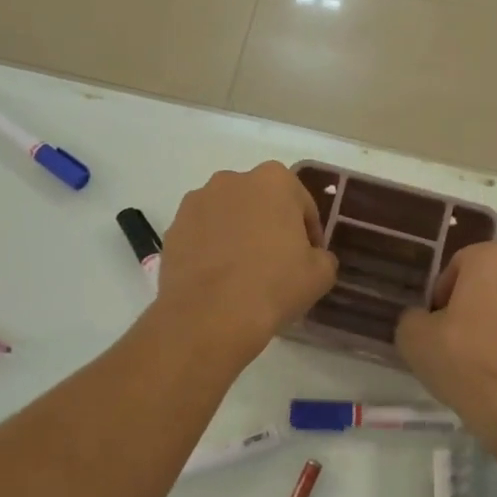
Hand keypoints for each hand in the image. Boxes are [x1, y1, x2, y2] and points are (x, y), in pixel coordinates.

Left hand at [156, 162, 338, 364]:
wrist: (210, 316)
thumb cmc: (274, 286)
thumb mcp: (320, 274)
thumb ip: (322, 256)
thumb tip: (312, 257)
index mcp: (274, 180)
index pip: (302, 205)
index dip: (310, 233)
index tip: (310, 259)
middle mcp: (232, 180)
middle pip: (262, 203)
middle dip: (270, 226)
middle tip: (278, 263)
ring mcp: (197, 202)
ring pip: (229, 216)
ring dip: (239, 235)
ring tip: (244, 273)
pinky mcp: (173, 228)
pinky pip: (202, 235)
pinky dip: (212, 249)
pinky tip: (219, 279)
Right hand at [396, 241, 496, 449]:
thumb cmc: (467, 361)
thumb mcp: (414, 338)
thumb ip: (413, 318)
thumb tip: (424, 320)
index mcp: (495, 258)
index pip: (459, 264)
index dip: (442, 294)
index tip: (435, 324)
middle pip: (494, 283)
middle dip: (476, 305)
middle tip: (457, 342)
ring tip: (487, 362)